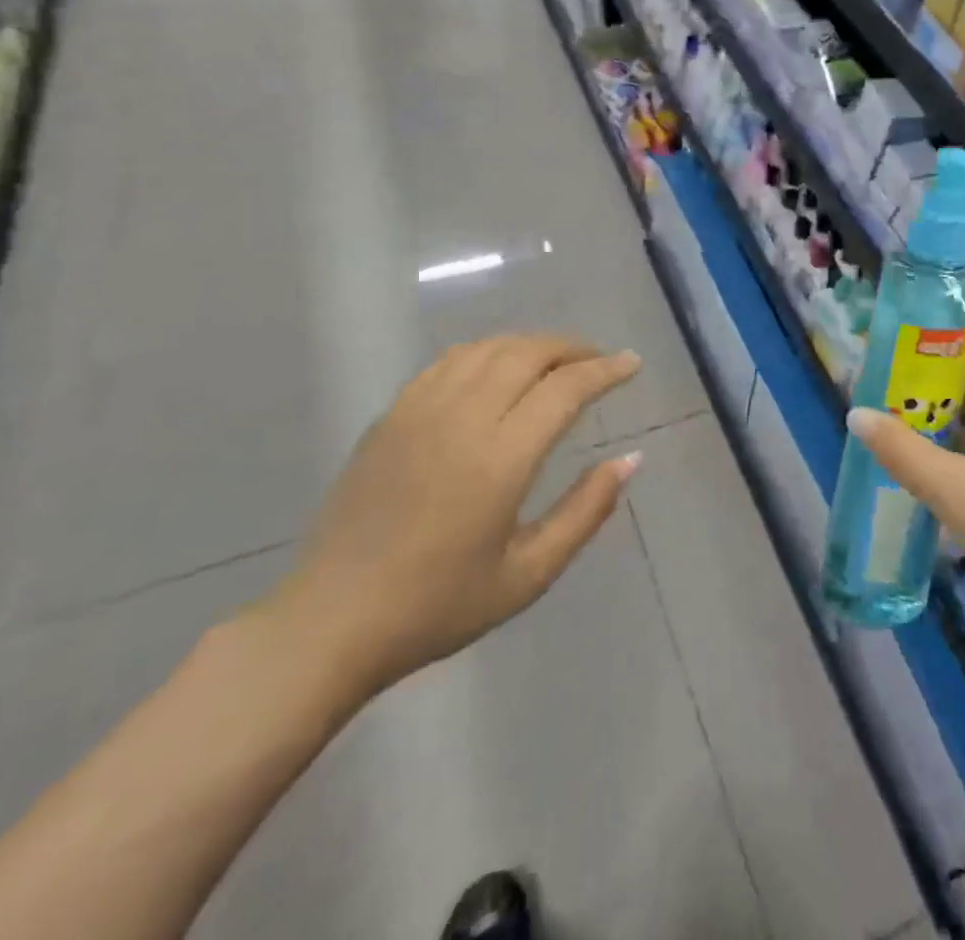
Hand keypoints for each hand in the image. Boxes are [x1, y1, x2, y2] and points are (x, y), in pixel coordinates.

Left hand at [255, 335, 642, 704]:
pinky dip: (487, 352)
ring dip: (531, 344)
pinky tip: (498, 369)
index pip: (565, 388)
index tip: (632, 364)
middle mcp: (462, 418)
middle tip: (600, 359)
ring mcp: (420, 410)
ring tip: (557, 360)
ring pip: (488, 348)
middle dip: (573, 347)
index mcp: (500, 458)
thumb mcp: (529, 573)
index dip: (605, 369)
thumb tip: (631, 459)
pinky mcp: (391, 415)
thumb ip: (587, 510)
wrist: (332, 621)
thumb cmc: (438, 606)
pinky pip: (449, 361)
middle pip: (528, 352)